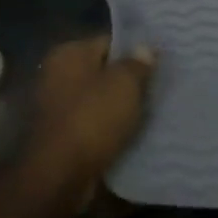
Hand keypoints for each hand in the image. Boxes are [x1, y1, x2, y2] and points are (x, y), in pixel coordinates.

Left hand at [24, 35, 155, 194]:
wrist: (59, 175)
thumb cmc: (92, 118)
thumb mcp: (125, 83)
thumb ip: (138, 63)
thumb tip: (145, 48)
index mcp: (69, 54)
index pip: (110, 41)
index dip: (136, 52)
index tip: (160, 64)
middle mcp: (57, 75)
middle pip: (104, 72)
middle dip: (129, 81)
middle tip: (160, 88)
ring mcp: (56, 107)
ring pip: (100, 100)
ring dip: (121, 107)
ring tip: (152, 112)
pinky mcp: (61, 136)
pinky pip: (94, 124)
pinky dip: (110, 128)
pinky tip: (133, 134)